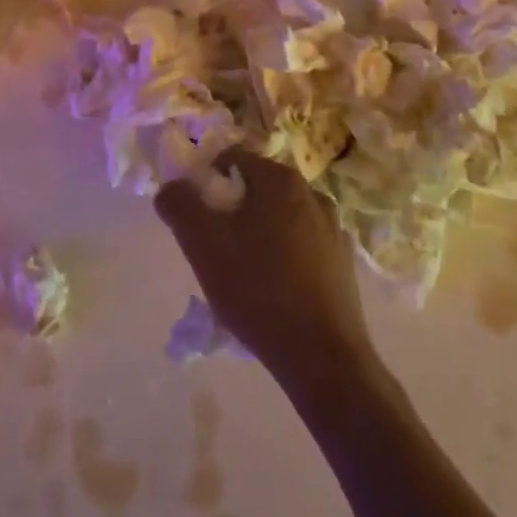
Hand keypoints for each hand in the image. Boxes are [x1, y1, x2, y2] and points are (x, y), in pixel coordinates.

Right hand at [156, 149, 378, 394]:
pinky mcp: (344, 263)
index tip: (197, 215)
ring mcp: (333, 229)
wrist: (322, 358)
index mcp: (280, 179)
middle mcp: (312, 193)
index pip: (232, 158)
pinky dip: (286, 257)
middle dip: (233, 210)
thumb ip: (179, 204)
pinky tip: (275, 290)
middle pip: (258, 188)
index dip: (207, 181)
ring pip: (281, 218)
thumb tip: (171, 188)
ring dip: (260, 233)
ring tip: (245, 273)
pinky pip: (303, 246)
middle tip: (216, 246)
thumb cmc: (258, 288)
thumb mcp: (202, 243)